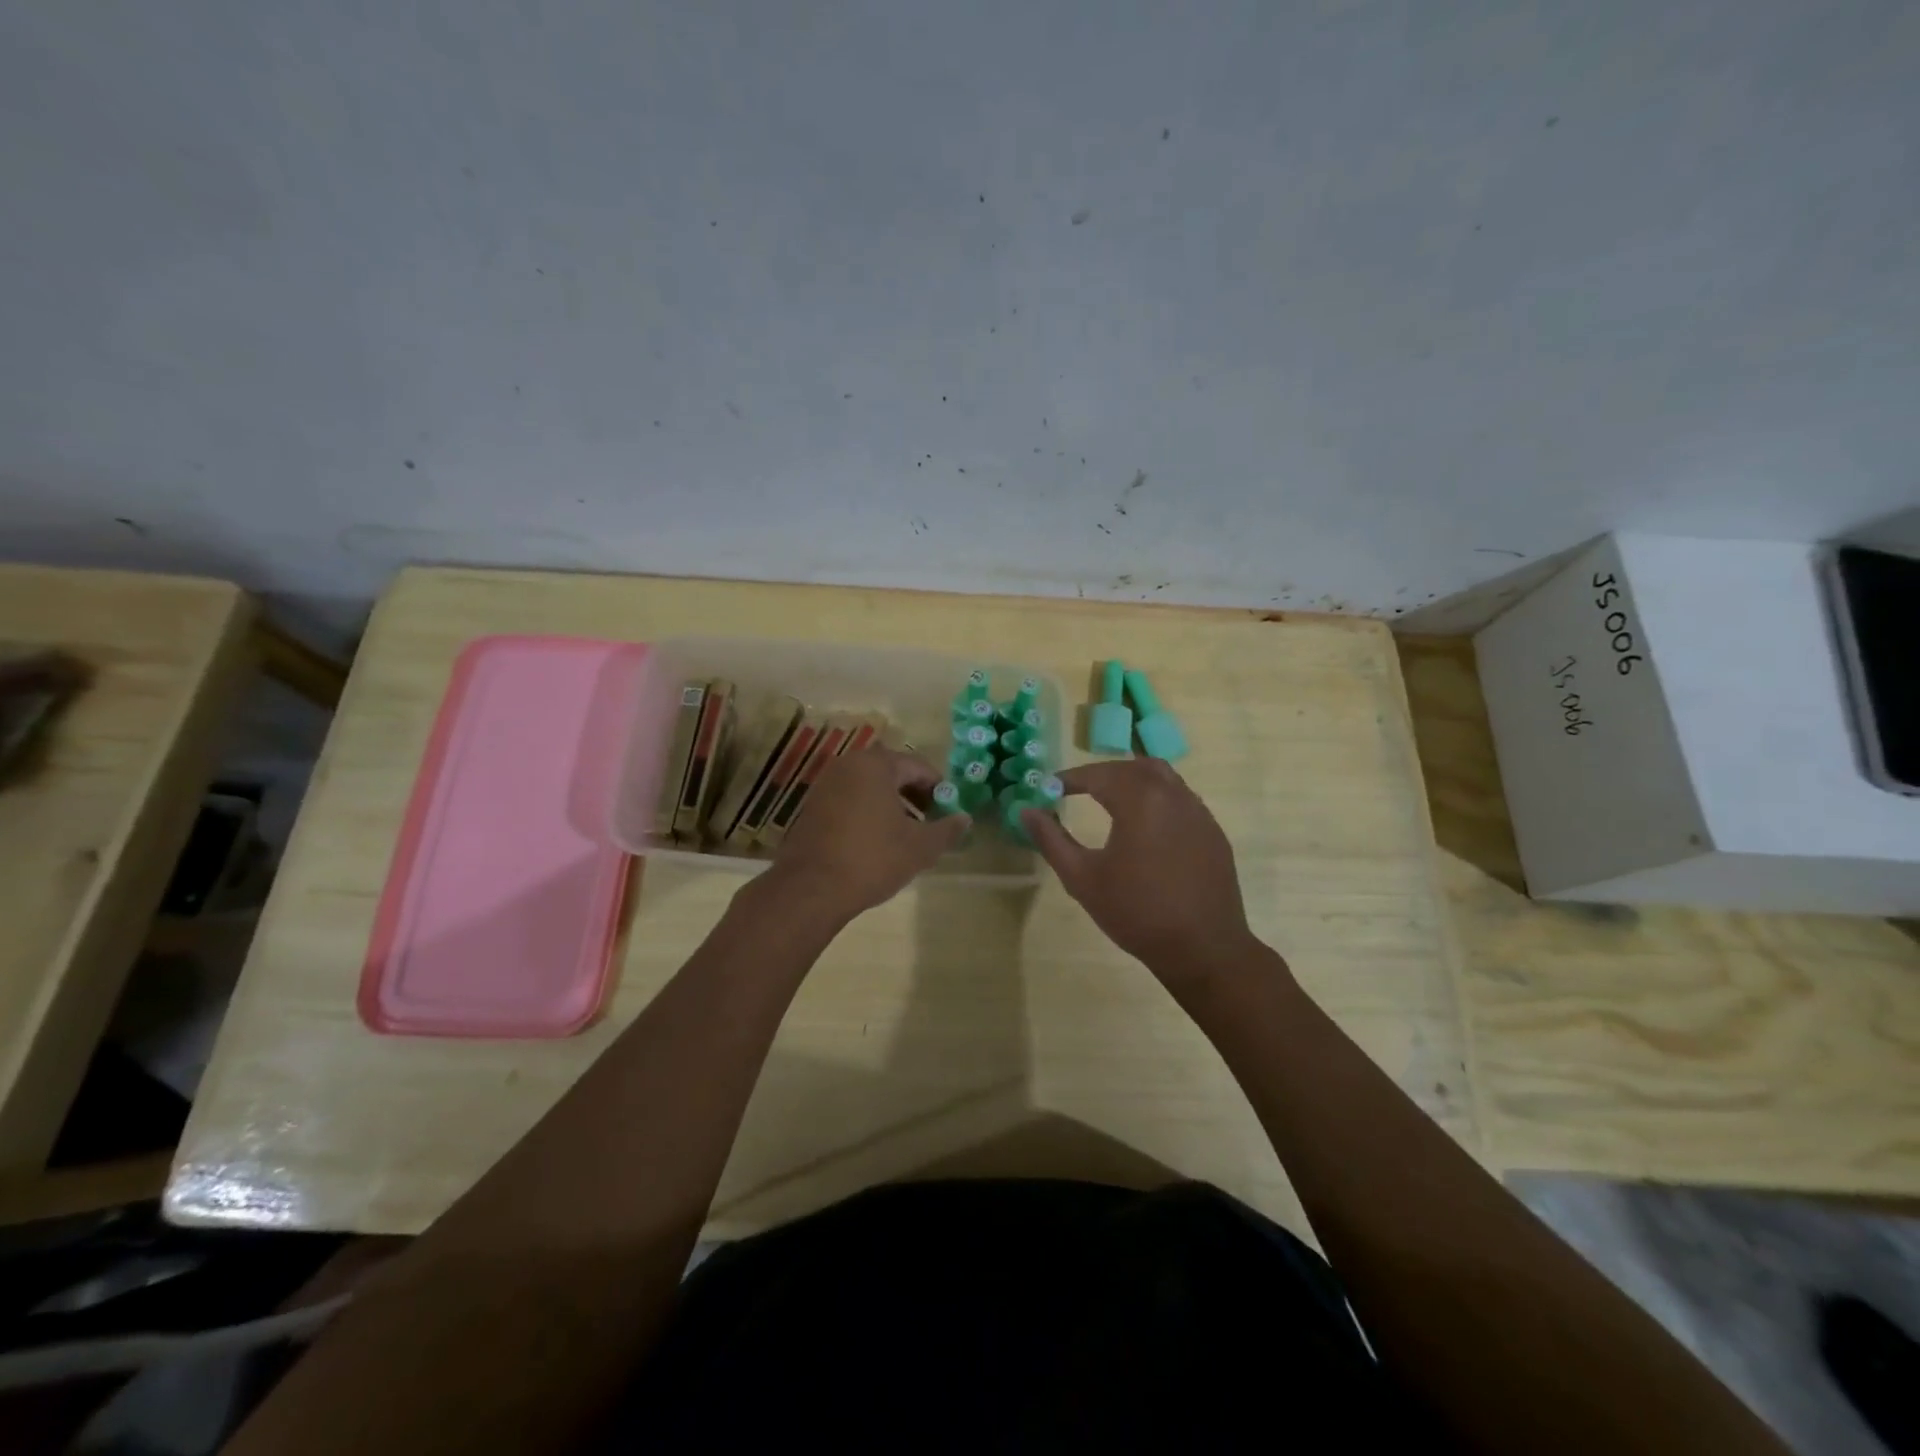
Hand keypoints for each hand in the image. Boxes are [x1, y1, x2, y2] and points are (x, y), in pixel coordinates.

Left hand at [768, 747, 967, 920]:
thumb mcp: (920, 847)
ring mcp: (825, 785)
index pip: (918, 766)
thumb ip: (947, 829)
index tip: (949, 811)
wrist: (811, 889)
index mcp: (876, 764)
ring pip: (869, 787)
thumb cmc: (872, 858)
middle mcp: (848, 765)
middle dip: (915, 796)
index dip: (938, 788)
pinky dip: (867, 813)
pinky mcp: (811, 807)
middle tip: (931, 822)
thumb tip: (965, 819)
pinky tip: (876, 842)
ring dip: (891, 805)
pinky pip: (849, 800)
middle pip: (892, 773)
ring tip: (906, 835)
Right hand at [1021, 758, 1258, 977]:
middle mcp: (1172, 795)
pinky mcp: (1213, 831)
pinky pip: (1181, 798)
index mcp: (1139, 800)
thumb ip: (1051, 839)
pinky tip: (1145, 825)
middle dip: (1101, 774)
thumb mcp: (1082, 878)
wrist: (1202, 949)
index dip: (1070, 778)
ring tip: (1110, 799)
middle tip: (1076, 790)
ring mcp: (1198, 811)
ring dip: (1132, 779)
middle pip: (1131, 767)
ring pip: (1162, 776)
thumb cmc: (1136, 913)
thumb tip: (1026, 810)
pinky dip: (1157, 797)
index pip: (1098, 774)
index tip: (1049, 789)